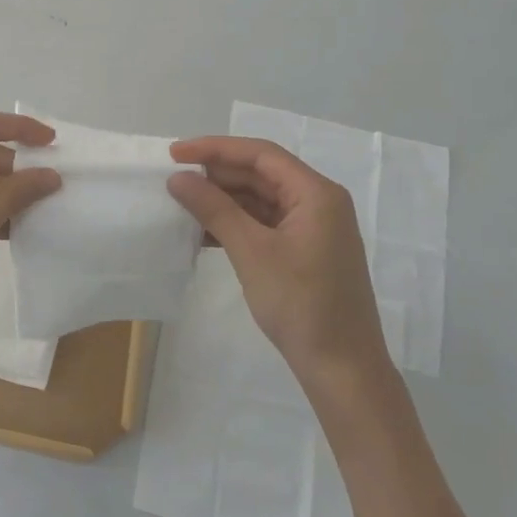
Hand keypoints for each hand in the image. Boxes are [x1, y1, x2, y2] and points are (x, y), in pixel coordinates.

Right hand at [168, 136, 392, 402]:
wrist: (341, 367)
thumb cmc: (301, 304)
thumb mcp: (251, 252)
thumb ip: (214, 209)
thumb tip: (178, 178)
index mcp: (316, 194)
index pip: (260, 155)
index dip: (215, 148)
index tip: (174, 153)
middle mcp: (318, 203)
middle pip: (260, 174)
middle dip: (217, 175)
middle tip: (174, 181)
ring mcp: (312, 228)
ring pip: (259, 200)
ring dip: (222, 201)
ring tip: (182, 206)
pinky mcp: (304, 251)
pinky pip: (263, 224)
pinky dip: (234, 224)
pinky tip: (203, 234)